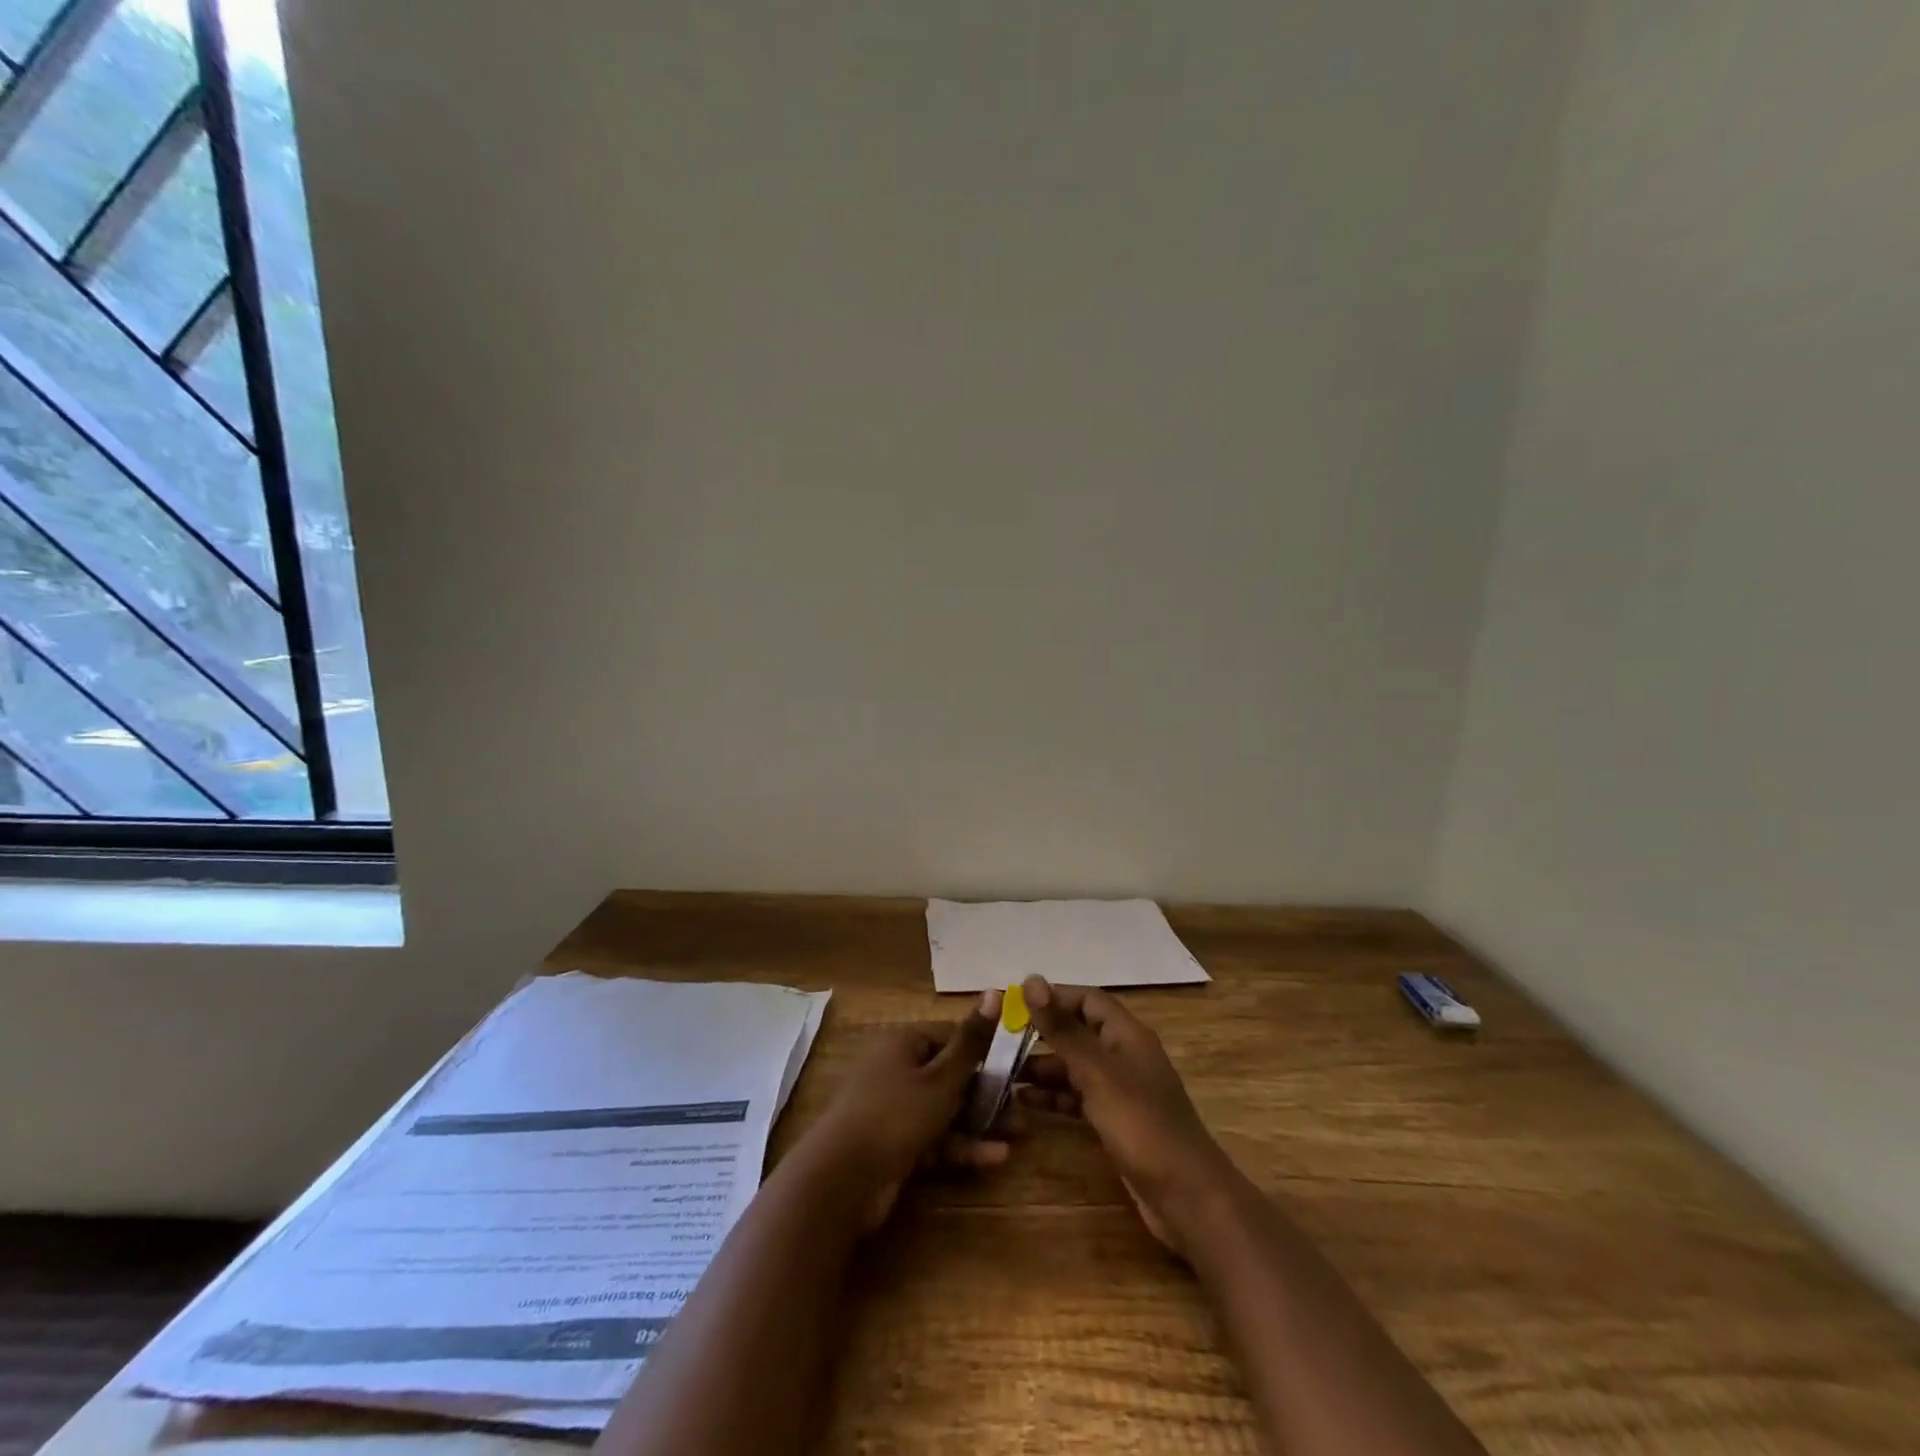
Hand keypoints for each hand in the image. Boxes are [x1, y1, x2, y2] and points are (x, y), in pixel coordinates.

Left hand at [796, 991, 1007, 1230]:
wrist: (841, 1182)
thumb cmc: (895, 1115)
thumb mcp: (941, 1078)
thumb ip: (972, 1042)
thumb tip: (994, 991)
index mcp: (903, 1045)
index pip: (949, 1037)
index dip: (982, 1049)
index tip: (1014, 1064)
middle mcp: (897, 1072)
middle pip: (949, 1076)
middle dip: (987, 1092)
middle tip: (1022, 1105)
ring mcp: (894, 1112)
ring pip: (945, 1111)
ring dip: (980, 1122)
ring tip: (1019, 1133)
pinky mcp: (895, 1147)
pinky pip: (934, 1140)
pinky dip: (961, 1147)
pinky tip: (995, 1157)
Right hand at [1017, 976, 1237, 1255]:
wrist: (1186, 1197)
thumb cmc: (1141, 1125)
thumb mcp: (1097, 1073)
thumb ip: (1063, 1029)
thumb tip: (1032, 980)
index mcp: (1126, 1034)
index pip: (1087, 999)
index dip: (1053, 997)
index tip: (1014, 1004)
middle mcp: (1124, 1055)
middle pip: (1078, 1031)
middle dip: (1042, 1034)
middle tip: (1000, 1040)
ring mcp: (1121, 1090)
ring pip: (1075, 1066)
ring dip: (1042, 1067)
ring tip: (1003, 1073)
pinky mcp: (1115, 1121)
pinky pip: (1078, 1097)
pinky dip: (1054, 1096)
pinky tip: (1024, 1102)